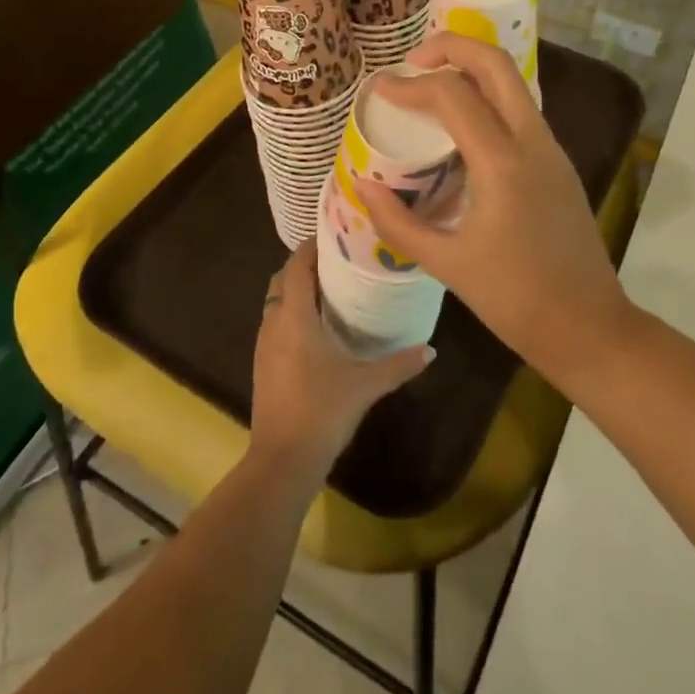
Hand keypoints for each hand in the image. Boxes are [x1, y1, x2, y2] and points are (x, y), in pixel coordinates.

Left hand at [248, 242, 433, 481]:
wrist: (282, 461)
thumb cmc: (322, 410)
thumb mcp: (366, 384)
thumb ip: (399, 364)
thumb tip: (431, 349)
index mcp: (295, 316)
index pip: (297, 265)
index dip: (312, 245)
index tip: (337, 232)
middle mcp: (274, 322)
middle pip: (284, 278)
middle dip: (305, 264)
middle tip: (339, 258)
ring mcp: (264, 344)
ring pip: (277, 301)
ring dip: (297, 288)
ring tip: (332, 286)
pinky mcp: (263, 364)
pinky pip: (275, 322)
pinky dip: (292, 311)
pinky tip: (317, 326)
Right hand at [355, 34, 640, 393]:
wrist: (589, 327)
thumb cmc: (515, 300)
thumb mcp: (446, 264)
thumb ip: (397, 221)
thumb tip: (362, 184)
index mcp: (502, 163)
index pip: (452, 95)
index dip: (410, 85)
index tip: (380, 90)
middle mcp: (532, 141)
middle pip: (495, 63)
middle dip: (451, 46)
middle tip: (413, 62)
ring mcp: (551, 148)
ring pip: (513, 81)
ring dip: (472, 67)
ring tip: (432, 83)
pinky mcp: (557, 162)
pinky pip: (520, 108)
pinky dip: (488, 96)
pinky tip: (461, 124)